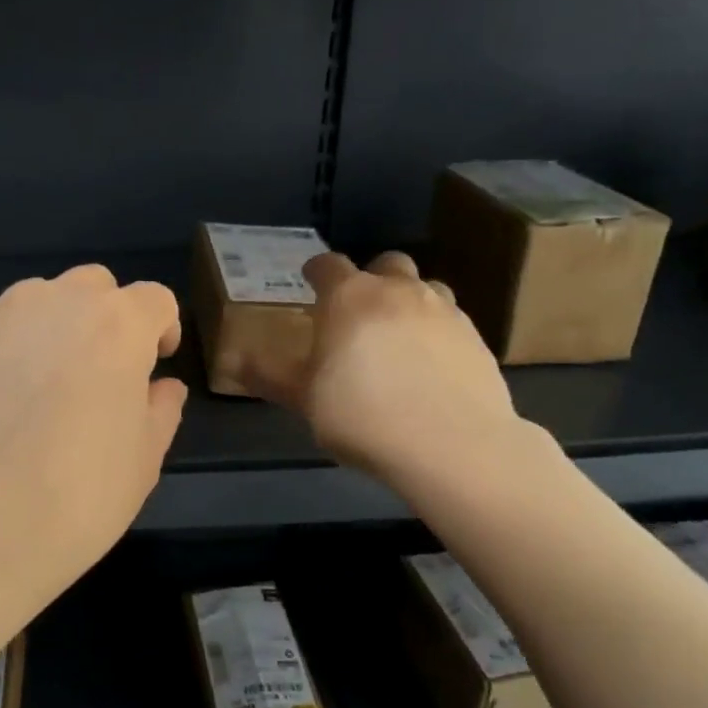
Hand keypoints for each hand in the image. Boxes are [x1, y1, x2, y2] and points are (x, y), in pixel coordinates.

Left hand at [0, 265, 186, 631]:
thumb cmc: (72, 504)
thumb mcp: (142, 464)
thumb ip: (160, 410)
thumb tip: (160, 386)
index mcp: (117, 326)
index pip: (154, 299)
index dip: (163, 329)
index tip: (156, 366)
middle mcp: (56, 302)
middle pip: (95, 287)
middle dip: (109, 319)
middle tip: (104, 375)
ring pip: (40, 298)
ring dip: (56, 325)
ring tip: (48, 385)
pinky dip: (5, 341)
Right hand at [245, 250, 524, 484]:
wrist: (451, 444)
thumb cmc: (362, 416)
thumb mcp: (304, 400)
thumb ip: (268, 375)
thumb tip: (231, 360)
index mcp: (350, 298)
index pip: (328, 264)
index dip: (316, 270)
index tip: (309, 281)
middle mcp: (398, 291)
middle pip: (386, 263)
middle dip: (370, 278)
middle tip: (358, 310)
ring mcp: (443, 310)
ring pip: (425, 286)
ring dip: (408, 299)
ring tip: (399, 335)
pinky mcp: (476, 337)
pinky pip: (451, 319)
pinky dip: (436, 330)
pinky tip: (430, 364)